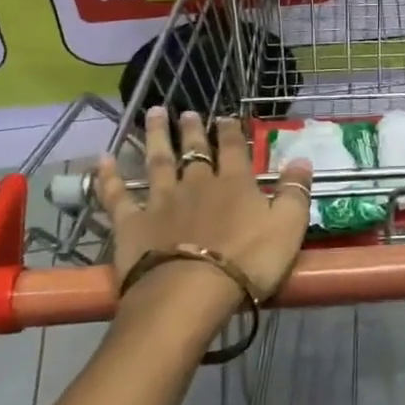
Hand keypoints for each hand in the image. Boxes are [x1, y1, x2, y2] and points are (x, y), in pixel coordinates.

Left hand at [95, 108, 314, 302]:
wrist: (190, 292)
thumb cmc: (247, 261)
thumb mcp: (288, 226)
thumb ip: (295, 191)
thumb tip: (302, 158)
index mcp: (235, 183)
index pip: (233, 149)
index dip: (230, 131)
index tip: (225, 116)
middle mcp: (196, 183)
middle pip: (193, 150)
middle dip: (192, 130)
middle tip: (187, 112)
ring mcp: (161, 201)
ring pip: (157, 161)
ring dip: (156, 136)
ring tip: (154, 114)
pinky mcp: (131, 224)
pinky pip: (117, 196)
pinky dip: (109, 178)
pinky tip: (102, 160)